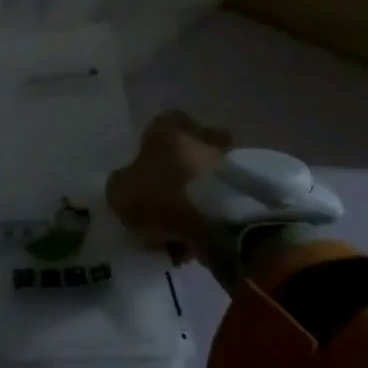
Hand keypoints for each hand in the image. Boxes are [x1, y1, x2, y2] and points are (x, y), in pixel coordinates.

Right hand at [105, 110, 231, 261]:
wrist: (220, 222)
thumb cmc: (164, 195)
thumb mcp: (120, 192)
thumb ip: (121, 185)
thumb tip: (126, 185)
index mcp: (168, 128)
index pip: (159, 123)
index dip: (149, 146)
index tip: (144, 171)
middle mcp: (200, 137)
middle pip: (188, 149)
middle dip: (178, 172)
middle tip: (163, 200)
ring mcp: (228, 164)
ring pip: (204, 180)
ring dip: (193, 201)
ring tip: (176, 233)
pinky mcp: (247, 194)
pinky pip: (219, 205)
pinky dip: (208, 220)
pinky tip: (194, 244)